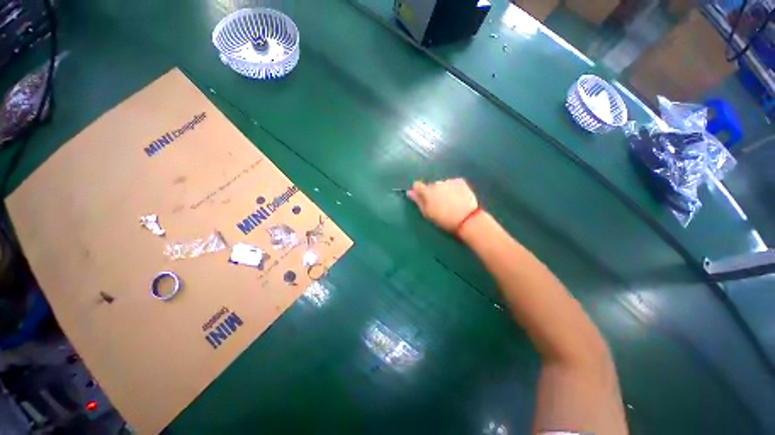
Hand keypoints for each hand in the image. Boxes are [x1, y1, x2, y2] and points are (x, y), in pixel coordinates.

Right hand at [407, 178, 478, 232]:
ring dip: (443, 190)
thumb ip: (418, 201)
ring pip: (442, 184)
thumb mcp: (427, 213)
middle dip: (433, 192)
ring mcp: (449, 181)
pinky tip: (458, 197)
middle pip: (431, 185)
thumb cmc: (444, 219)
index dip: (419, 191)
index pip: (417, 185)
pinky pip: (453, 183)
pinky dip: (453, 188)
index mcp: (427, 191)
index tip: (423, 198)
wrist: (466, 219)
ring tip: (450, 202)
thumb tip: (409, 192)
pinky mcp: (460, 181)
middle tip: (439, 204)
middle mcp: (436, 183)